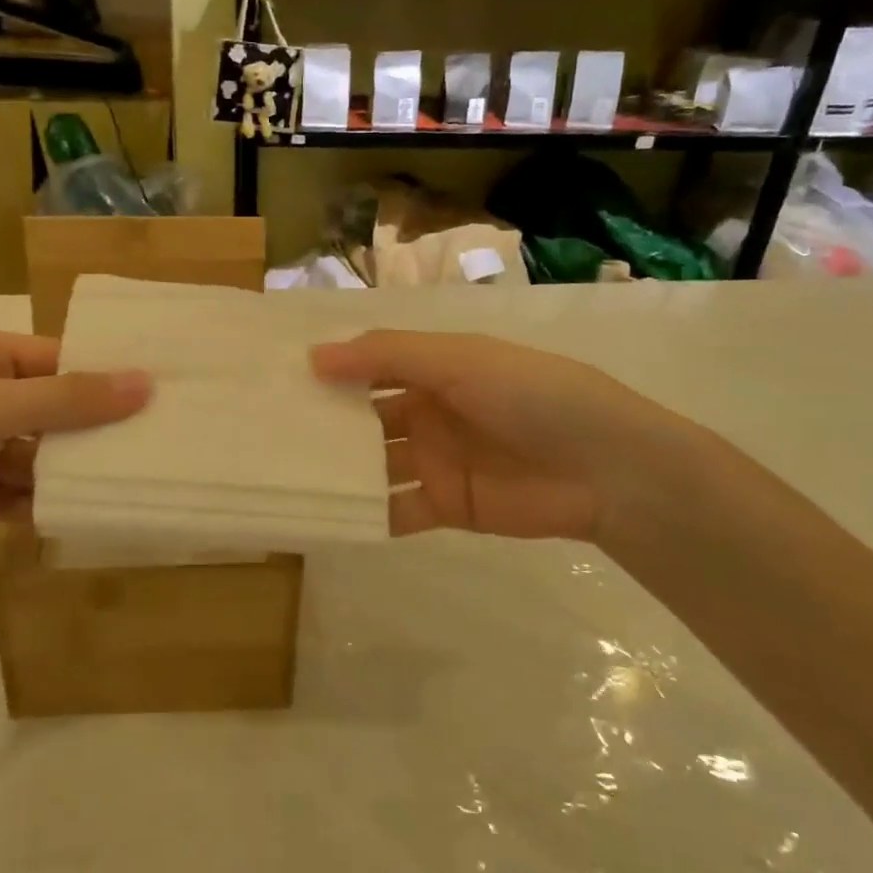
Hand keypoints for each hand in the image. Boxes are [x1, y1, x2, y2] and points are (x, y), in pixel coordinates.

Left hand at [0, 329, 148, 597]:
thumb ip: (69, 399)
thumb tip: (147, 382)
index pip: (56, 359)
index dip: (104, 378)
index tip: (159, 398)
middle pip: (50, 407)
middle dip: (89, 430)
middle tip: (152, 446)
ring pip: (35, 452)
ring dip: (65, 470)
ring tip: (122, 484)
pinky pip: (13, 490)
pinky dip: (37, 502)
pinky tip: (71, 514)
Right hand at [311, 330, 682, 543]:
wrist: (608, 471)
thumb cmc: (532, 396)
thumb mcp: (459, 361)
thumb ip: (387, 356)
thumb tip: (313, 356)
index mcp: (434, 369)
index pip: (369, 366)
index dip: (330, 371)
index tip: (276, 380)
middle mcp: (428, 411)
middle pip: (364, 417)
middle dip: (324, 423)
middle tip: (265, 433)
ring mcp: (435, 460)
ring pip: (373, 464)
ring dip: (337, 469)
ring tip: (281, 475)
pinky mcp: (445, 507)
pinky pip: (394, 509)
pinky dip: (363, 514)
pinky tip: (321, 516)